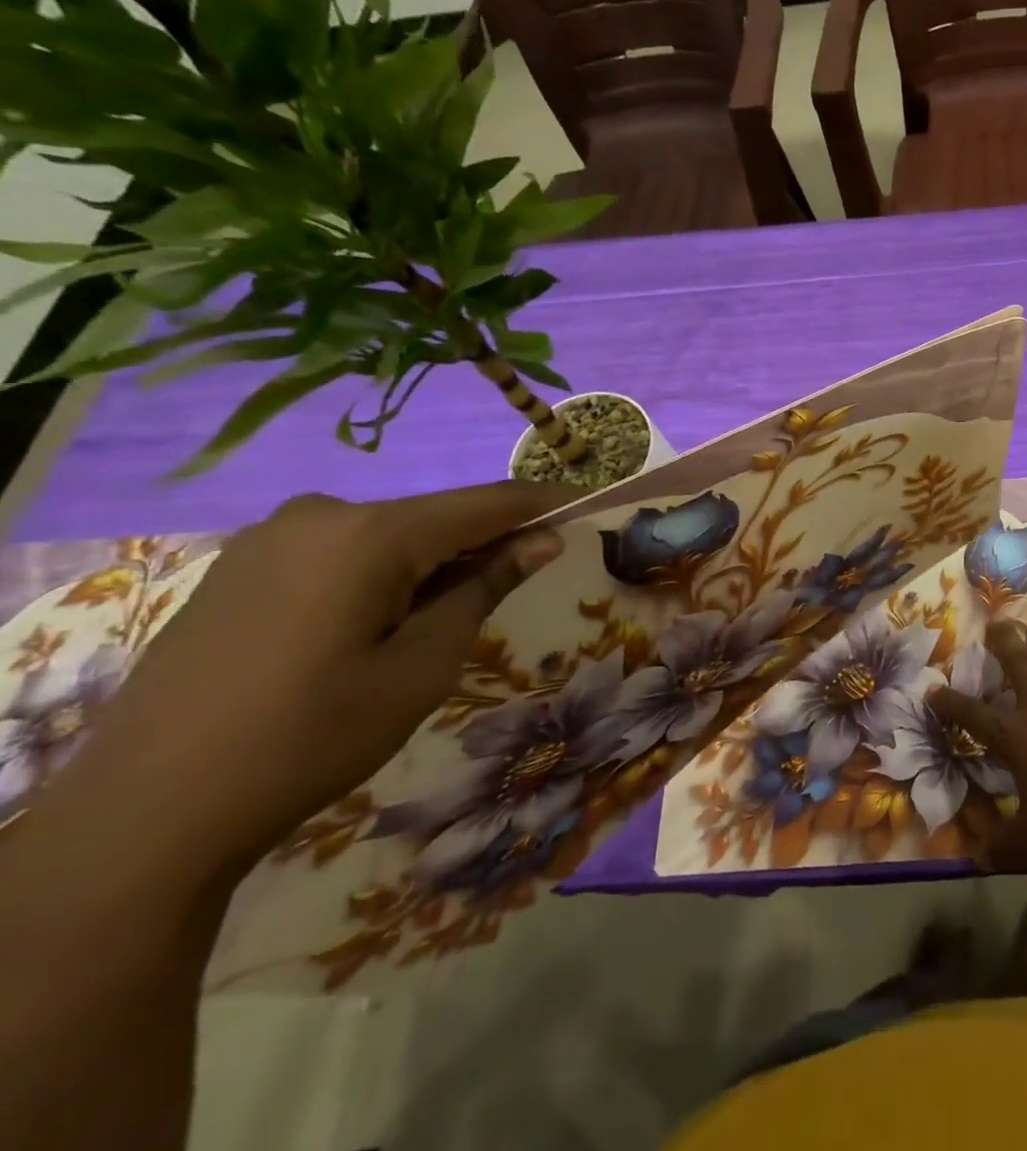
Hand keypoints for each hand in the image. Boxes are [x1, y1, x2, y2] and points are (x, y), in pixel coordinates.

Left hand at [67, 482, 575, 872]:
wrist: (145, 816)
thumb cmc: (312, 737)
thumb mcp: (422, 666)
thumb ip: (484, 588)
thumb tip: (541, 540)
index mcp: (369, 535)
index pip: (485, 503)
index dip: (543, 503)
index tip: (591, 500)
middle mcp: (319, 515)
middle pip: (434, 516)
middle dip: (485, 539)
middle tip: (523, 577)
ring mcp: (270, 538)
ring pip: (387, 534)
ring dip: (433, 559)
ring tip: (446, 615)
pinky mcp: (241, 566)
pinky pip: (341, 550)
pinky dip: (382, 570)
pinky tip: (380, 620)